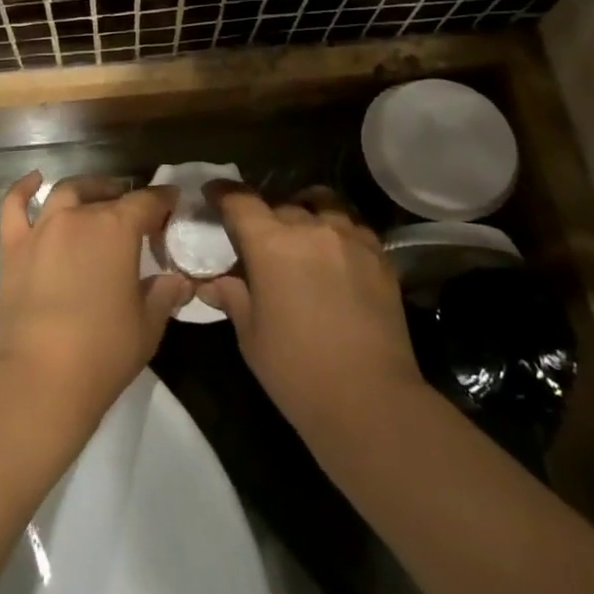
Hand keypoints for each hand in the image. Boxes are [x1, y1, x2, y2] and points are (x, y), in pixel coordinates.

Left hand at [0, 173, 192, 426]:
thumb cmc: (104, 351)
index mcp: (117, 229)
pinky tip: (34, 180)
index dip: (163, 200)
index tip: (173, 202)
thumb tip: (178, 280)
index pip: (147, 201)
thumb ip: (165, 293)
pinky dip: (23, 188)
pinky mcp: (13, 247)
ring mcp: (42, 229)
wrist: (41, 378)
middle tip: (136, 213)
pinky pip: (14, 206)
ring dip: (86, 189)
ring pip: (66, 192)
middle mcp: (79, 216)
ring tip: (96, 196)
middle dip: (126, 198)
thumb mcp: (149, 324)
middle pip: (107, 195)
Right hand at [198, 185, 427, 444]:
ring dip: (306, 214)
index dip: (223, 194)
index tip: (213, 195)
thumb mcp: (251, 336)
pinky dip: (337, 232)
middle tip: (260, 241)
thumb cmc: (297, 371)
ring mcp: (351, 238)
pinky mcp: (380, 256)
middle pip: (281, 205)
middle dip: (265, 217)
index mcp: (271, 244)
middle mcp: (311, 229)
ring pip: (323, 205)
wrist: (371, 400)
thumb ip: (233, 297)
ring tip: (302, 237)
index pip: (240, 201)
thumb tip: (214, 282)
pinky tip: (335, 257)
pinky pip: (353, 227)